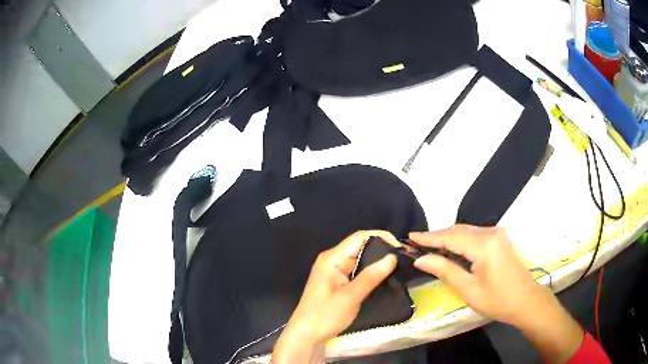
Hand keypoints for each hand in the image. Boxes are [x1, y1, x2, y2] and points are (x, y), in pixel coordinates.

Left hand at [272, 231, 399, 363]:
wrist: (306, 335)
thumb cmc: (325, 316)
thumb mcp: (350, 297)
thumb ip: (370, 277)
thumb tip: (392, 257)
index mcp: (332, 259)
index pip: (359, 237)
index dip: (381, 237)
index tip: (400, 248)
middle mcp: (333, 260)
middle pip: (360, 246)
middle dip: (382, 250)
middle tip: (403, 259)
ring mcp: (335, 272)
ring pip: (360, 259)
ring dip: (377, 262)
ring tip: (399, 267)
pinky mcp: (338, 282)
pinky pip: (357, 271)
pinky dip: (370, 273)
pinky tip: (384, 278)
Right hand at [410, 225, 544, 326]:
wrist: (526, 301)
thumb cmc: (497, 300)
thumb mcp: (468, 289)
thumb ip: (445, 270)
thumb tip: (421, 259)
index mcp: (484, 245)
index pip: (450, 237)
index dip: (429, 237)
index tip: (409, 236)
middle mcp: (491, 232)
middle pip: (458, 230)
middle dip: (437, 236)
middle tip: (416, 243)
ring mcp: (497, 234)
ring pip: (466, 231)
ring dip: (448, 237)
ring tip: (429, 245)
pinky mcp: (500, 239)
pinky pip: (475, 234)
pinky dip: (460, 239)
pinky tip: (451, 247)